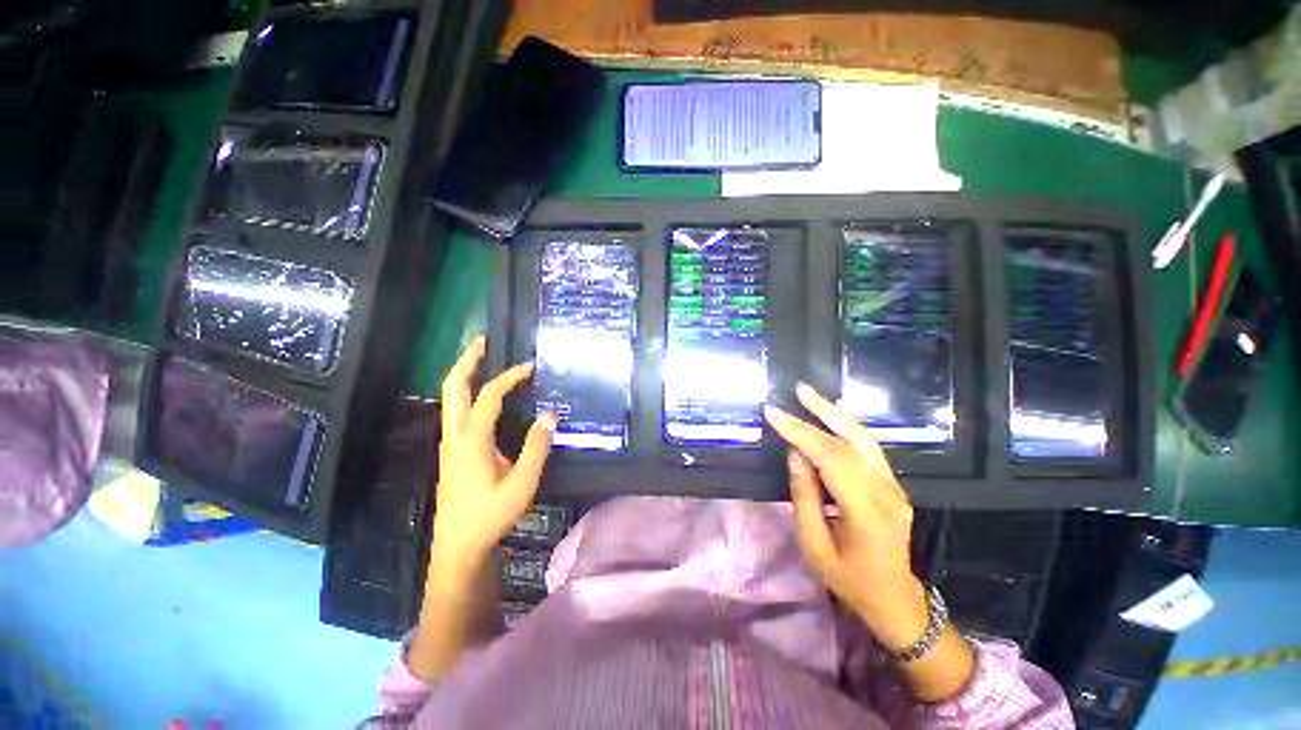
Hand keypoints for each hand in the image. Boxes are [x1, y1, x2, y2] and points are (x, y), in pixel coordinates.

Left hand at [432, 336, 555, 581]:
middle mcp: (456, 435)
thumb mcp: (522, 483)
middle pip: (453, 387)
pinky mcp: (452, 452)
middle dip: (467, 360)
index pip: (490, 396)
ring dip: (464, 374)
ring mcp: (450, 443)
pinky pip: (456, 411)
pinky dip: (467, 393)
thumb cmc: (491, 515)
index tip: (531, 367)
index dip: (510, 377)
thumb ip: (537, 446)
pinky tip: (483, 397)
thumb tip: (551, 413)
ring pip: (450, 398)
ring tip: (481, 359)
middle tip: (483, 341)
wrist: (459, 546)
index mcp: (472, 440)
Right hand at [764, 382, 929, 650]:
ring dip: (836, 413)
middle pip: (850, 443)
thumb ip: (804, 496)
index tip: (774, 414)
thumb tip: (795, 454)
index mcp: (867, 513)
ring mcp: (894, 487)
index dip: (801, 433)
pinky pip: (869, 448)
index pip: (831, 459)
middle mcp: (886, 493)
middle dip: (819, 414)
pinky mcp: (893, 484)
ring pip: (864, 439)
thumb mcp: (814, 545)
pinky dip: (847, 427)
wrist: (894, 599)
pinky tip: (833, 414)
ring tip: (811, 395)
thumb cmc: (848, 579)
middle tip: (797, 390)